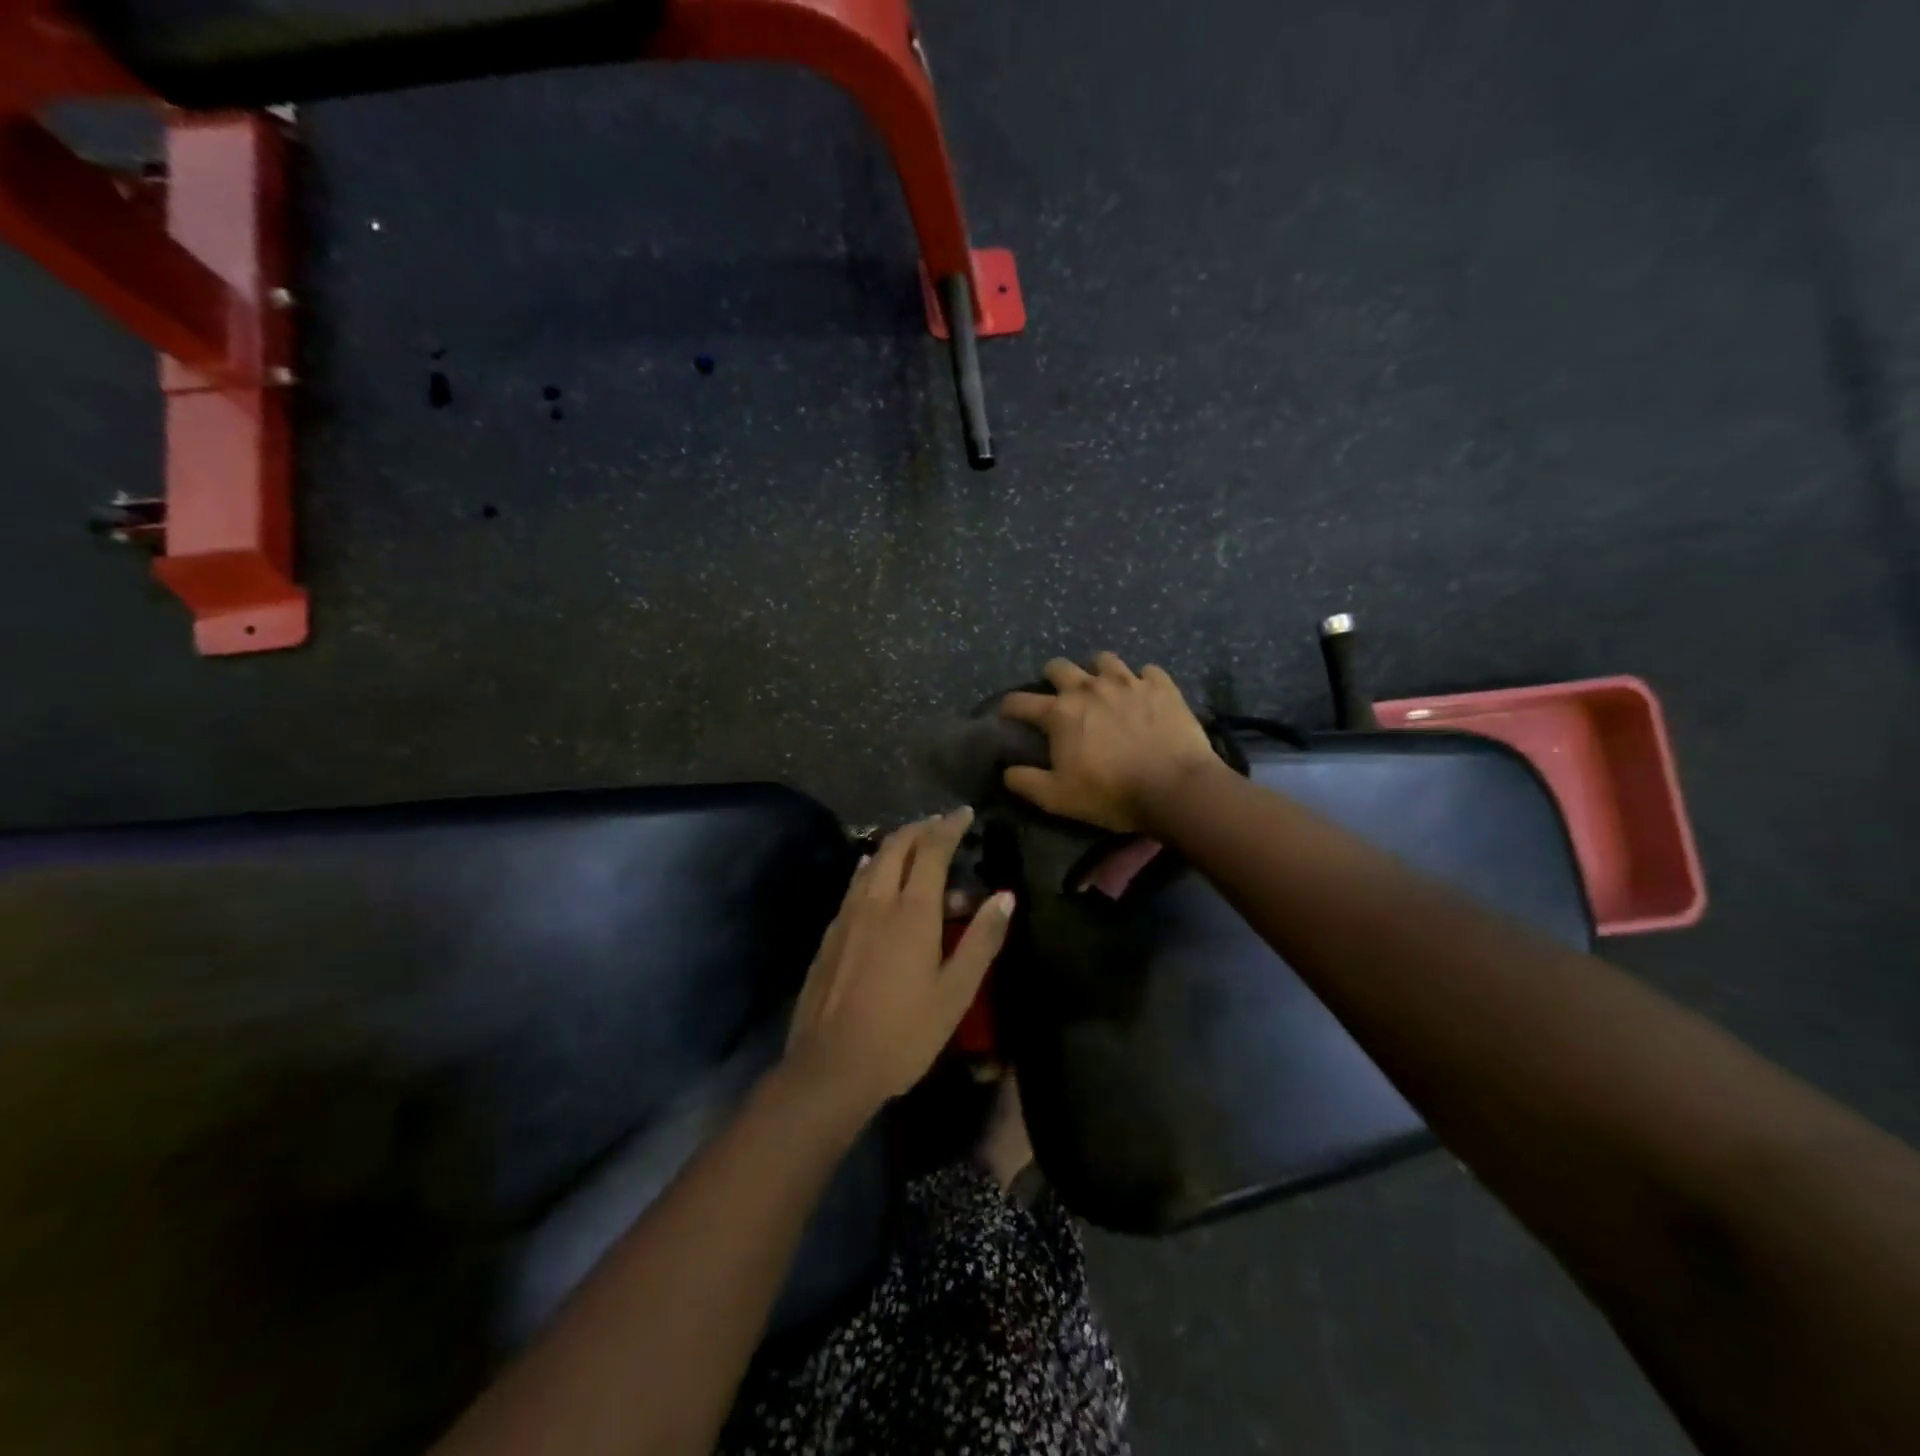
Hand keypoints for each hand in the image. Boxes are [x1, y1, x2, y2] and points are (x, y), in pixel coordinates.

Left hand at [785, 809, 1013, 1117]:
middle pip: (896, 846)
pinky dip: (873, 869)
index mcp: (912, 911)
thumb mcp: (956, 992)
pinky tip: (876, 880)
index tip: (964, 813)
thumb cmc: (904, 1033)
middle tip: (940, 824)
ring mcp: (847, 916)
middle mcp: (876, 901)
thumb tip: (1004, 896)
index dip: (949, 826)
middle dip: (920, 828)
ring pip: (871, 862)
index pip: (931, 850)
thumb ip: (981, 940)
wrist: (831, 1066)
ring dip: (895, 845)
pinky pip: (855, 884)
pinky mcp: (830, 934)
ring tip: (914, 846)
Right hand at [999, 653, 1218, 832]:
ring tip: (1104, 688)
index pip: (1020, 702)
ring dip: (1097, 672)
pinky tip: (1144, 695)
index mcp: (1060, 713)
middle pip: (1059, 667)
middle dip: (1052, 678)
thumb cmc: (1111, 793)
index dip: (1008, 707)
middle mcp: (1089, 687)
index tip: (1007, 714)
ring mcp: (1128, 682)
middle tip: (1059, 696)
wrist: (1175, 788)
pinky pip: (1148, 671)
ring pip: (1104, 660)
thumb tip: (1007, 771)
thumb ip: (1026, 782)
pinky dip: (1142, 681)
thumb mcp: (1058, 798)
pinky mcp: (1162, 685)